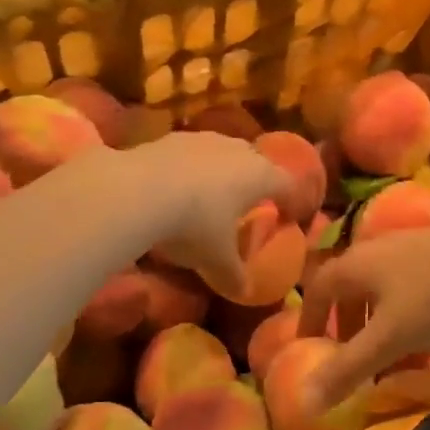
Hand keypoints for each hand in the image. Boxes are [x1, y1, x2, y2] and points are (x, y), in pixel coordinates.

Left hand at [124, 133, 290, 293]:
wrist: (139, 190)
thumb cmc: (194, 225)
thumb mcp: (217, 260)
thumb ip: (234, 275)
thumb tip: (244, 291)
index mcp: (260, 176)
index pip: (288, 184)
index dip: (291, 200)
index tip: (286, 216)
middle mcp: (238, 150)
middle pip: (256, 162)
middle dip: (254, 182)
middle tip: (246, 206)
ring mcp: (204, 139)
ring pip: (222, 153)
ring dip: (220, 171)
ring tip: (208, 196)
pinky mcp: (171, 137)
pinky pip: (191, 153)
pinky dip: (190, 168)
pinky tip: (175, 188)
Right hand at [297, 218, 429, 407]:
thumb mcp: (388, 338)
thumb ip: (348, 369)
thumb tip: (305, 401)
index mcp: (354, 265)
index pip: (317, 290)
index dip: (309, 320)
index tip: (309, 348)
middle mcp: (375, 251)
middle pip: (351, 292)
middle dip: (349, 330)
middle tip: (353, 363)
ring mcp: (408, 250)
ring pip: (383, 294)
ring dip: (382, 330)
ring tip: (395, 364)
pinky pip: (410, 291)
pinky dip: (409, 320)